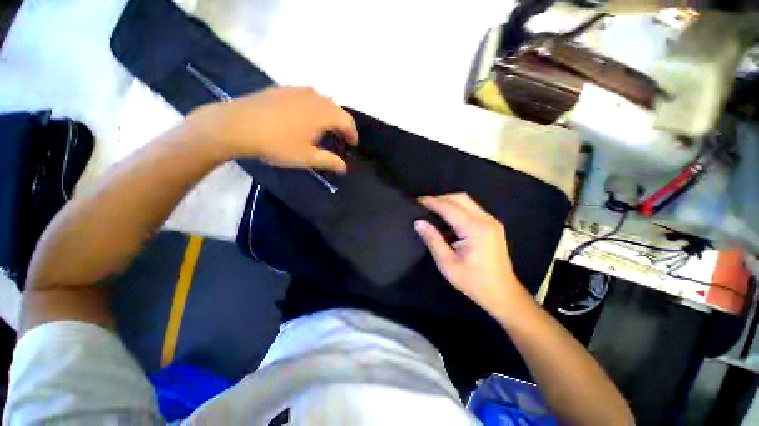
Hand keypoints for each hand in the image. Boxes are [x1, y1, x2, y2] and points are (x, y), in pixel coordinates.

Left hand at [187, 86, 357, 172]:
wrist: (236, 125)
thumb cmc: (277, 144)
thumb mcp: (307, 158)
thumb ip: (329, 161)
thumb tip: (344, 168)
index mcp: (323, 113)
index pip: (347, 121)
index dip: (352, 134)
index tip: (353, 145)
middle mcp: (314, 97)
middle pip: (336, 109)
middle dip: (342, 124)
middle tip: (340, 138)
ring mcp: (296, 90)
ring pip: (321, 100)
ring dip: (328, 114)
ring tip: (324, 127)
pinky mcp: (282, 89)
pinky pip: (306, 96)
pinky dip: (313, 107)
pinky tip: (304, 117)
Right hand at [414, 193, 529, 316]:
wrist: (503, 293)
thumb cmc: (473, 281)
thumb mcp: (447, 263)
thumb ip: (433, 239)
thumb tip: (418, 222)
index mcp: (475, 229)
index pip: (449, 207)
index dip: (432, 202)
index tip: (417, 201)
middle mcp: (485, 220)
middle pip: (460, 198)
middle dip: (440, 198)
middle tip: (424, 205)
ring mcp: (491, 221)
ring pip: (467, 201)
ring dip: (449, 201)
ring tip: (433, 209)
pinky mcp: (493, 225)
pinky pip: (472, 208)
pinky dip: (457, 207)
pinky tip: (448, 217)